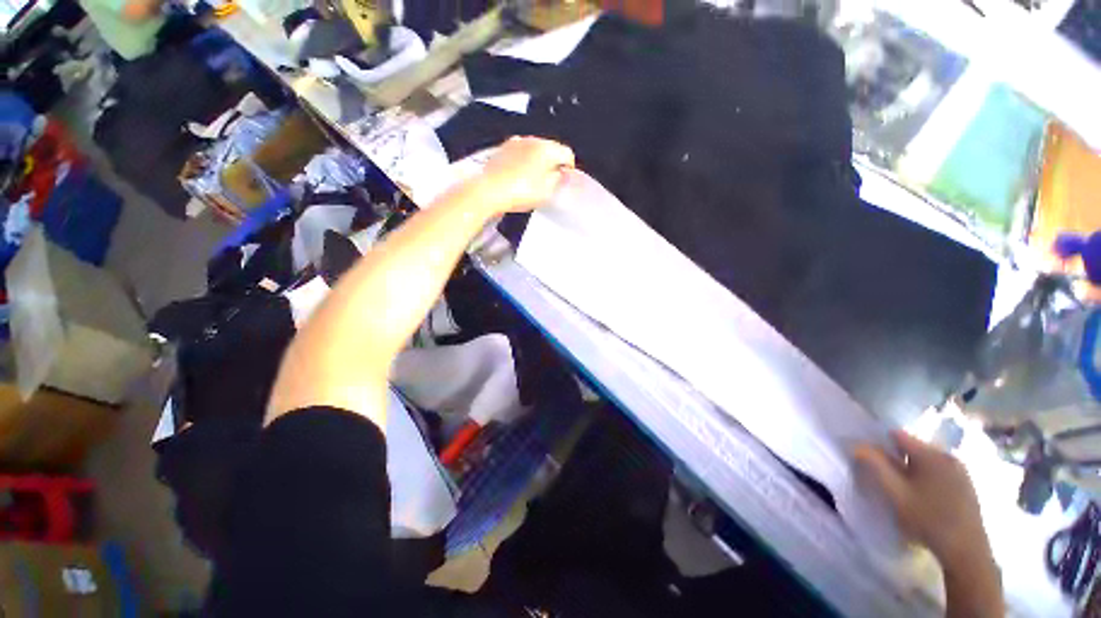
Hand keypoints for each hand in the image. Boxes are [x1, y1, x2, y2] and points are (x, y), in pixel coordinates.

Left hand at [473, 137, 574, 214]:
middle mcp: (532, 140)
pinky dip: (524, 162)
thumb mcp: (547, 191)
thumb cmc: (519, 191)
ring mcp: (515, 143)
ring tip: (534, 181)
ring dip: (538, 162)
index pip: (567, 153)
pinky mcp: (503, 149)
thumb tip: (563, 175)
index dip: (569, 168)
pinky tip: (520, 177)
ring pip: (534, 150)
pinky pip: (520, 153)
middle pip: (551, 149)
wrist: (489, 191)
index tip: (566, 179)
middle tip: (551, 182)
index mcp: (546, 149)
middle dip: (553, 163)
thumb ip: (559, 180)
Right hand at [855, 430, 991, 572]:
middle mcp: (947, 455)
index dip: (880, 443)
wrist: (966, 551)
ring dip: (912, 470)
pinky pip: (939, 472)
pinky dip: (927, 478)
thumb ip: (875, 467)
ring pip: (926, 461)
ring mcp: (961, 470)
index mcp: (930, 454)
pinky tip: (924, 498)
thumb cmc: (928, 520)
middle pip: (913, 448)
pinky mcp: (966, 484)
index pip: (898, 435)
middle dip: (897, 459)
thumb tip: (857, 445)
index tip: (871, 459)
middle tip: (888, 480)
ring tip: (905, 491)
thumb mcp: (896, 494)